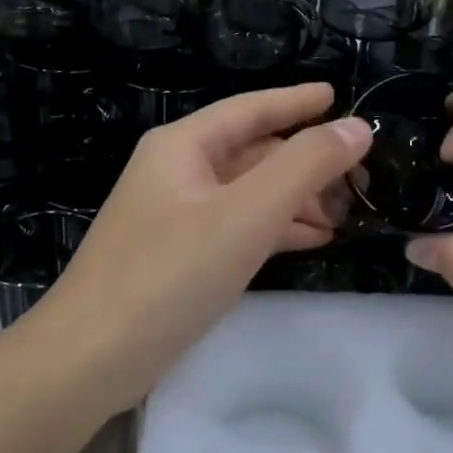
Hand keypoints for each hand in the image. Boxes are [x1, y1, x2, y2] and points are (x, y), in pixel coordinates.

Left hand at [31, 83, 371, 409]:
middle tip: (361, 178)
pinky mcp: (180, 256)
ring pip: (249, 193)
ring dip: (297, 199)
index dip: (298, 101)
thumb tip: (358, 127)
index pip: (251, 108)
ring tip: (346, 215)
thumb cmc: (171, 272)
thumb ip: (306, 165)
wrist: (92, 357)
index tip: (339, 96)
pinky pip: (238, 227)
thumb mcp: (247, 213)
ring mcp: (177, 216)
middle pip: (254, 152)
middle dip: (306, 162)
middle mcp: (178, 171)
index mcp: (184, 146)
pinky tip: (313, 240)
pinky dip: (276, 228)